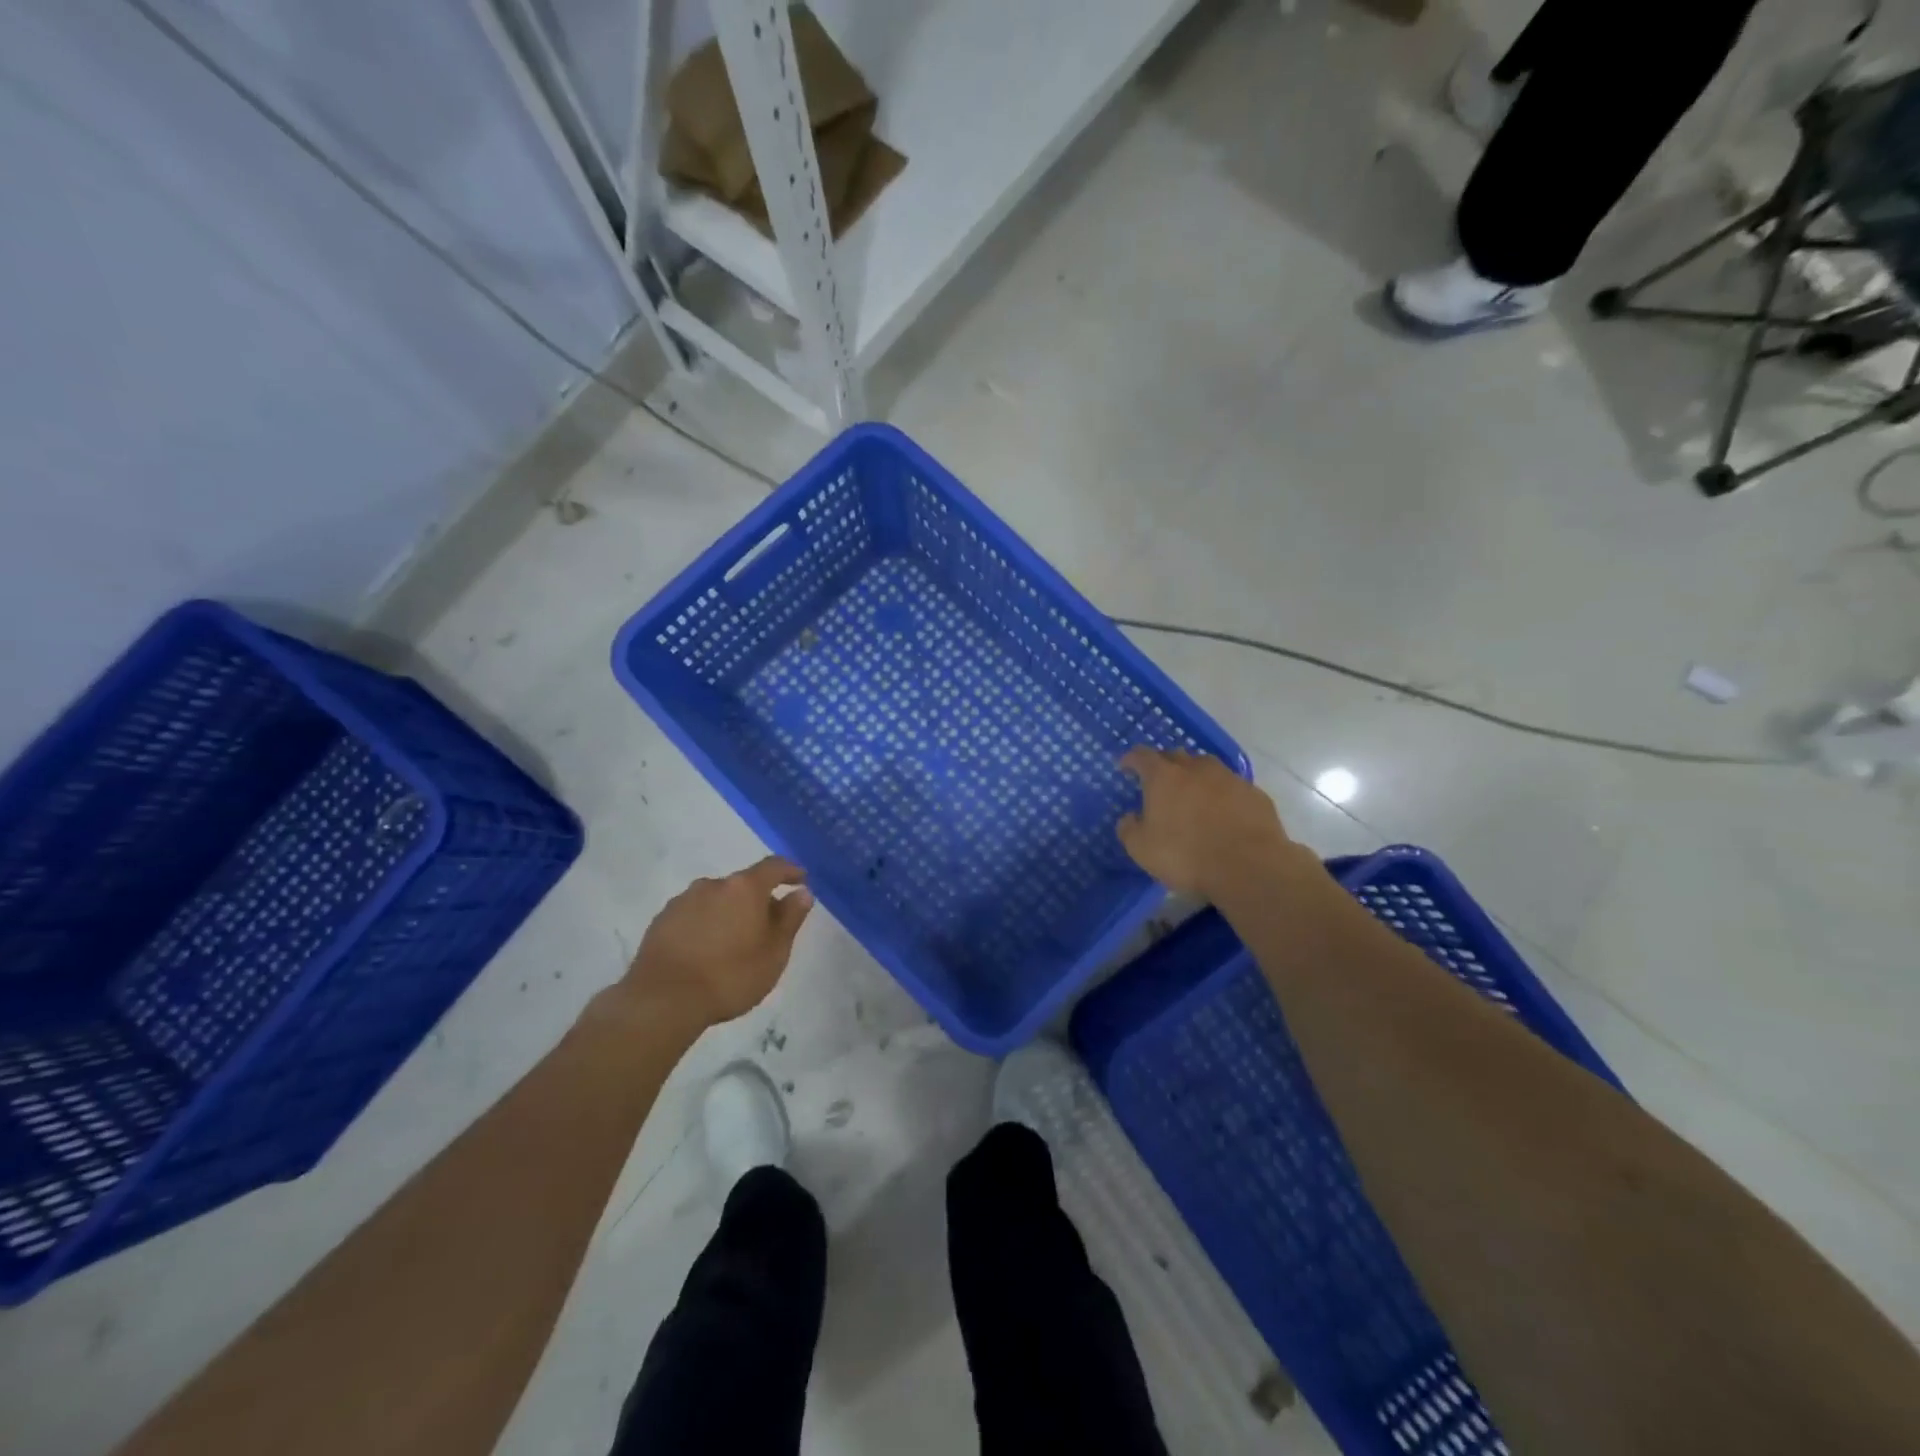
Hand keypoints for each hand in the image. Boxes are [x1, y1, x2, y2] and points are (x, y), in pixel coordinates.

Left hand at [625, 857, 813, 1027]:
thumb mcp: (774, 952)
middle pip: (743, 885)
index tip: (800, 880)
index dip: (790, 871)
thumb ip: (790, 918)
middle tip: (767, 926)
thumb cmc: (730, 975)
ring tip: (733, 943)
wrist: (663, 1000)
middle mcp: (713, 885)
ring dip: (729, 913)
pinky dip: (706, 925)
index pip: (774, 866)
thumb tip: (802, 892)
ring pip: (716, 900)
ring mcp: (683, 901)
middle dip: (758, 900)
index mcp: (744, 888)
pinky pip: (694, 915)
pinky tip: (706, 951)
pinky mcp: (661, 921)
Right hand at [1117, 748, 1296, 900]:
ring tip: (1193, 795)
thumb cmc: (1186, 856)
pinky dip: (1222, 794)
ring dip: (1196, 776)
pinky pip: (1232, 787)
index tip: (1125, 765)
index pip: (1142, 756)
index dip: (1131, 759)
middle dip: (1164, 764)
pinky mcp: (1255, 794)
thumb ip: (1129, 829)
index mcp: (1164, 777)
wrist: (1249, 867)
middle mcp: (1196, 768)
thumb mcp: (1141, 850)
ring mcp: (1229, 778)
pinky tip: (1223, 813)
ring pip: (1207, 767)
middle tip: (1159, 782)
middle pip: (1176, 755)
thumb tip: (1129, 818)